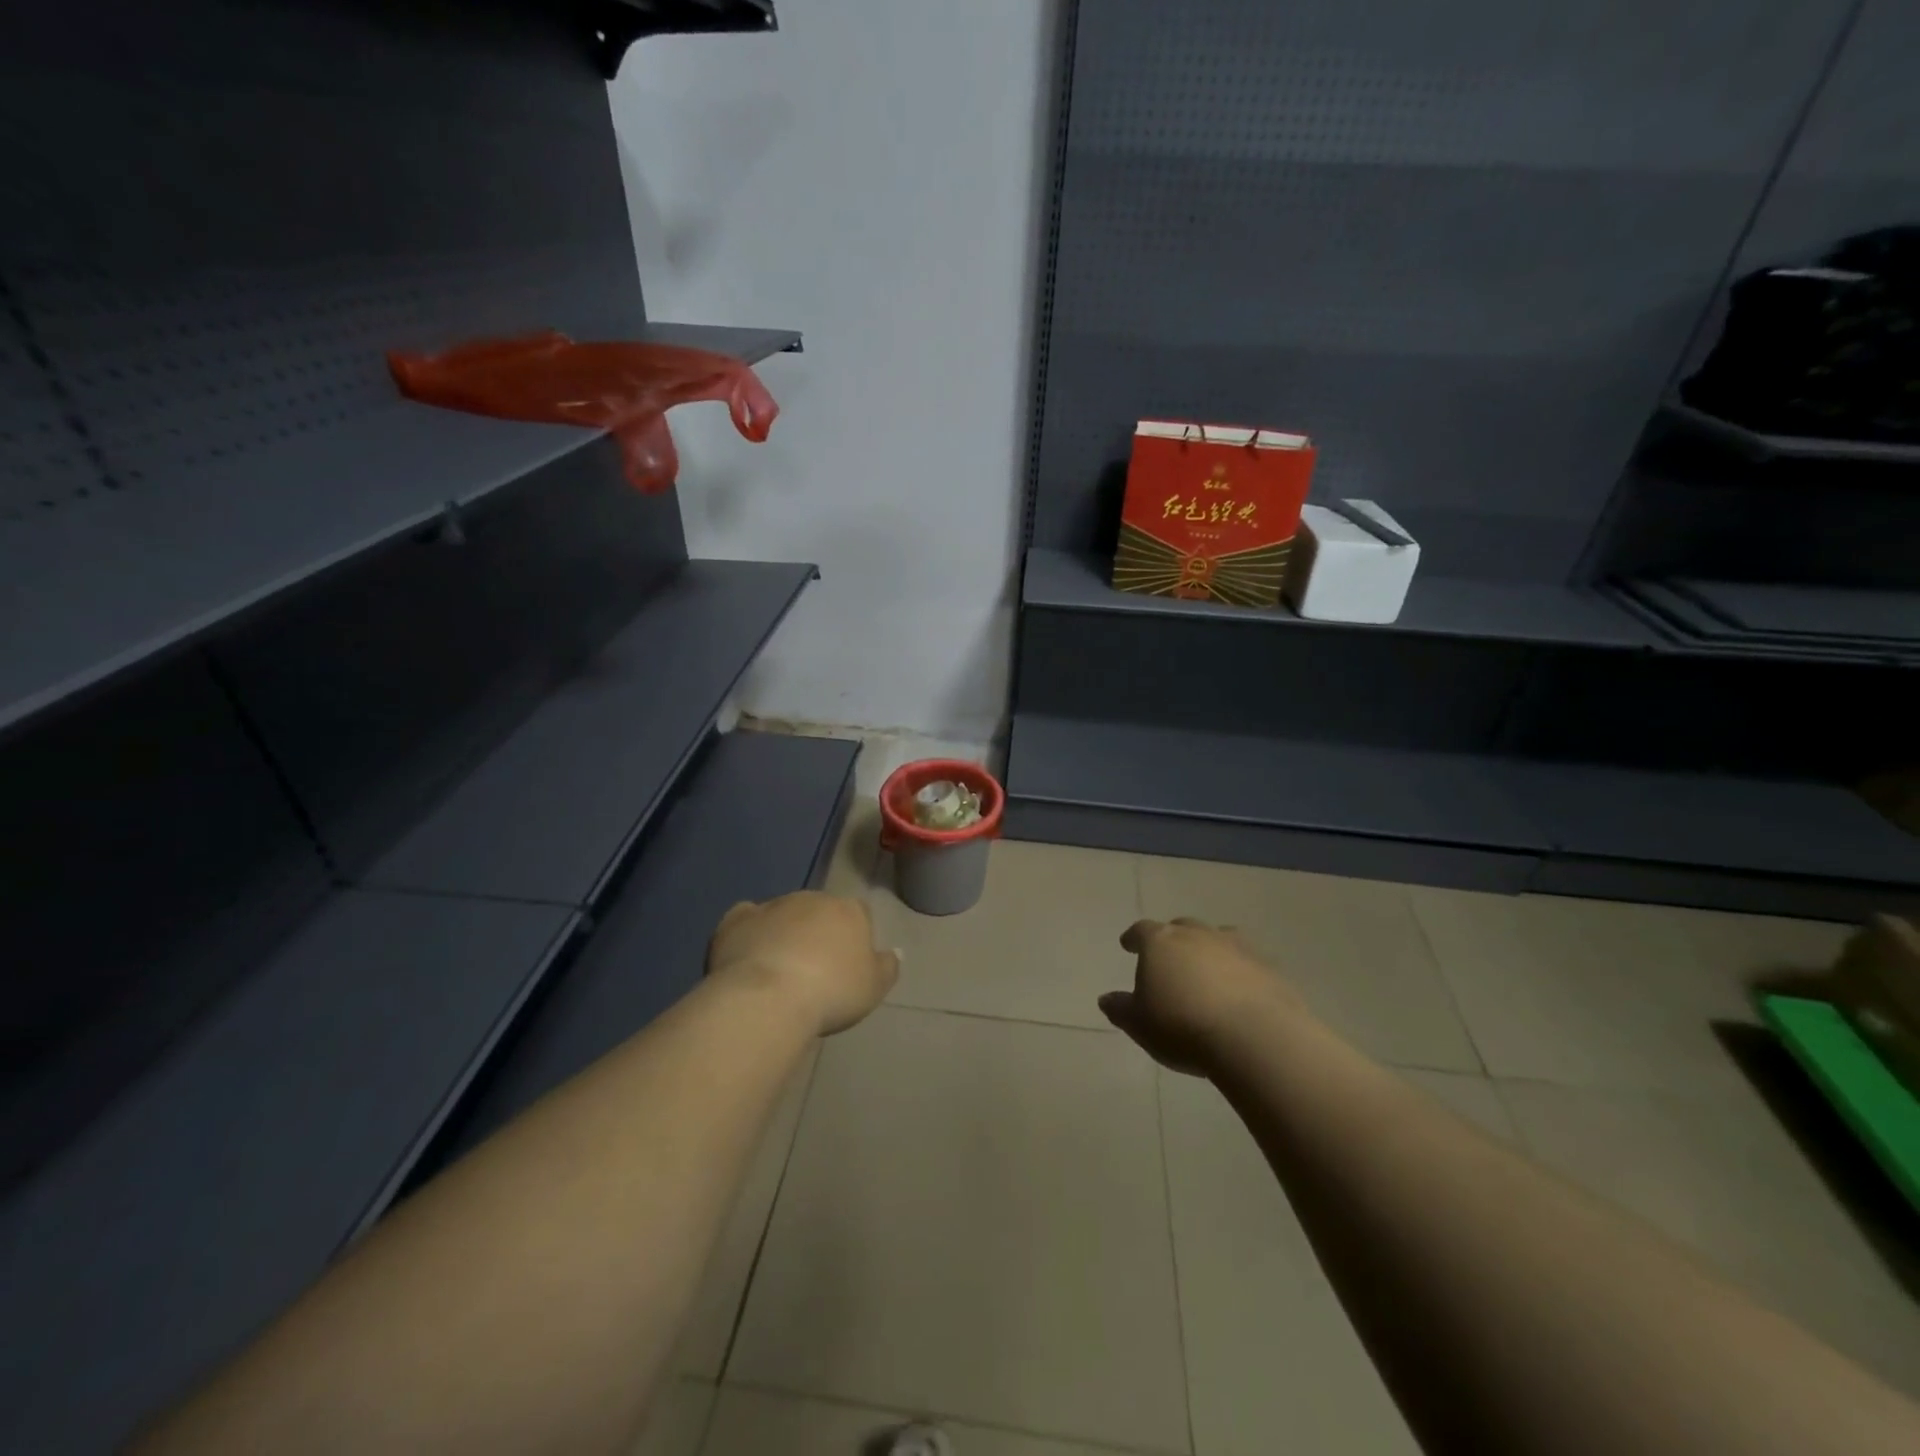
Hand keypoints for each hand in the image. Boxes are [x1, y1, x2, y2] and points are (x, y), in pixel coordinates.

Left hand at [707, 892, 898, 1036]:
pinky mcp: (737, 920)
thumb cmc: (831, 992)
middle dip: (817, 932)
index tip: (848, 964)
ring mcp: (773, 906)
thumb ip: (887, 967)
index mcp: (849, 910)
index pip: (859, 913)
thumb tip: (895, 952)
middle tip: (813, 970)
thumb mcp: (873, 988)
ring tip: (778, 970)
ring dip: (784, 932)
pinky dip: (749, 931)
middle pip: (819, 911)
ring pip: (783, 914)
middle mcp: (812, 899)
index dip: (854, 936)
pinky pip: (746, 919)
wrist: (769, 997)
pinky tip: (747, 952)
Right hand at [1100, 918, 1304, 1074]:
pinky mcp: (1268, 967)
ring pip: (1218, 937)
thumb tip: (1106, 999)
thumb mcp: (1140, 1024)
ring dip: (1209, 949)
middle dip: (1173, 939)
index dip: (1134, 938)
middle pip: (1181, 928)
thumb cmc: (1182, 1026)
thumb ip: (1121, 1009)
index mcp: (1160, 942)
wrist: (1254, 1037)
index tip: (1128, 944)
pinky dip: (1239, 970)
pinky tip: (1240, 990)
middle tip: (1169, 957)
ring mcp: (1236, 947)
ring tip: (1207, 969)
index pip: (1142, 931)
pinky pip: (1247, 961)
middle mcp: (1197, 935)